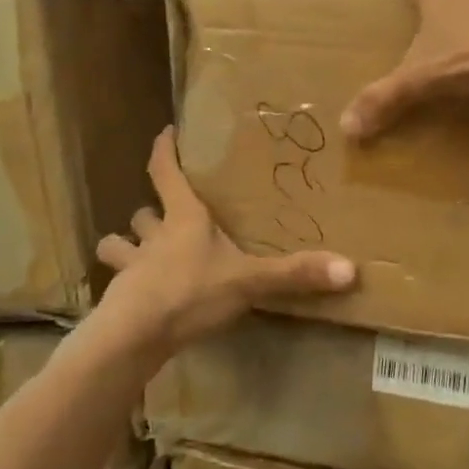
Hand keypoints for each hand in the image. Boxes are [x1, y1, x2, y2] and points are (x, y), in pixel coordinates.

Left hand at [96, 127, 355, 352]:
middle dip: (149, 210)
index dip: (164, 150)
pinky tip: (137, 297)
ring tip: (135, 252)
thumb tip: (350, 269)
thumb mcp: (249, 281)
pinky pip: (118, 285)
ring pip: (118, 246)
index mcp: (184, 219)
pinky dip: (124, 286)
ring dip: (124, 246)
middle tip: (161, 212)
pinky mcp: (119, 300)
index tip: (166, 132)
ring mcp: (131, 268)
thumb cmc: (191, 292)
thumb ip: (294, 274)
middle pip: (143, 213)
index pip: (165, 172)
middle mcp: (154, 237)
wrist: (134, 337)